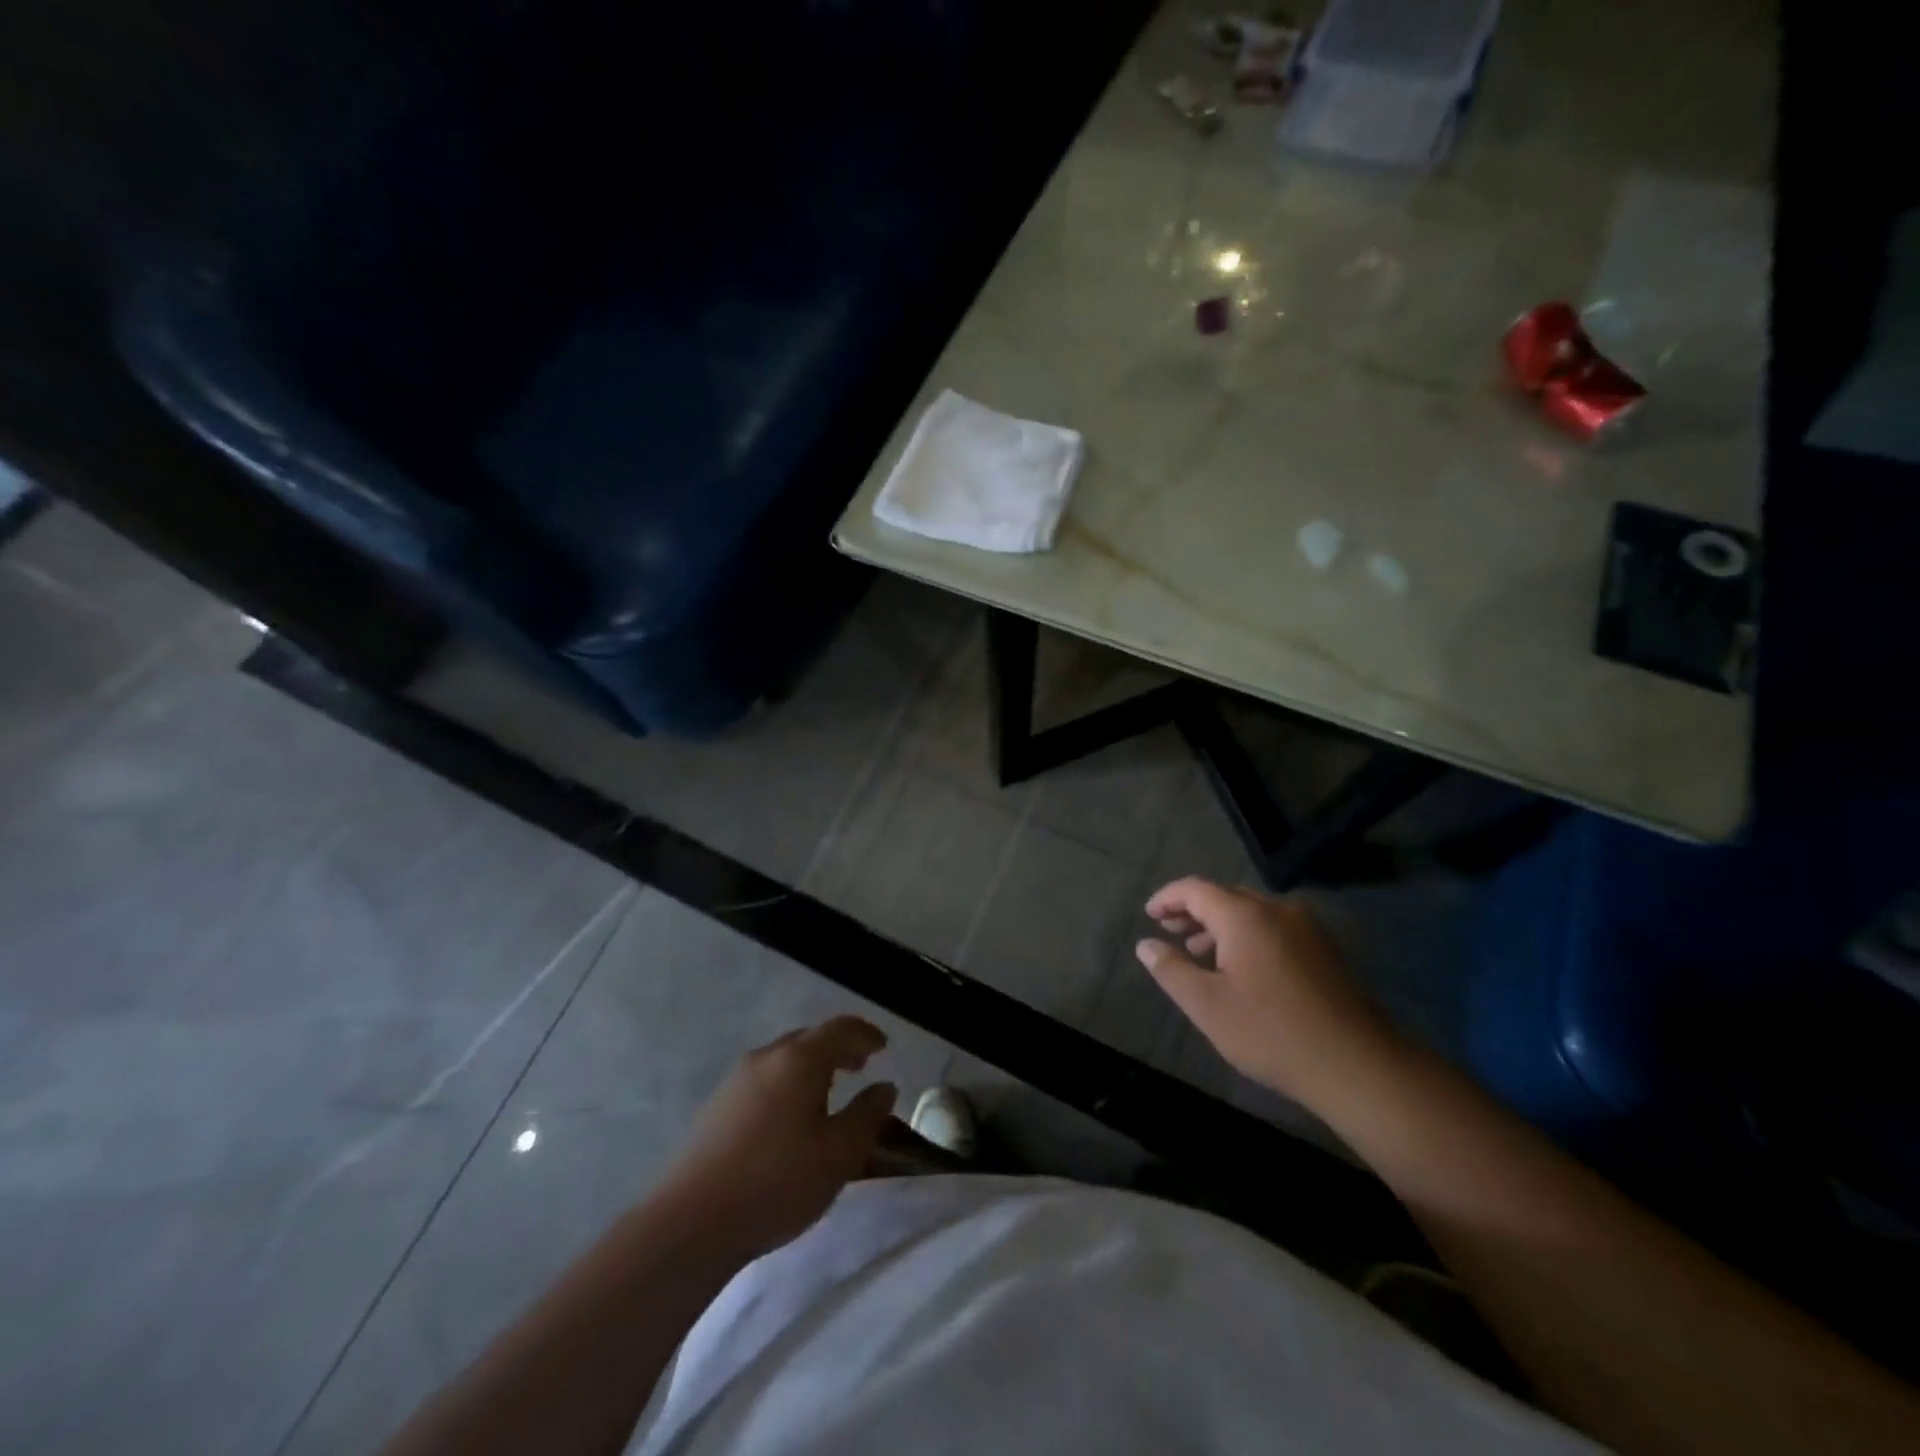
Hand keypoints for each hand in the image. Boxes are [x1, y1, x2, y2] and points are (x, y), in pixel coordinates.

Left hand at [660, 1016, 898, 1260]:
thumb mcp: (839, 1153)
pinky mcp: (717, 1105)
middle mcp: (767, 1057)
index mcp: (800, 1059)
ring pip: (784, 1058)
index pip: (840, 1028)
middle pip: (809, 1038)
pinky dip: (788, 1083)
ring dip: (811, 1066)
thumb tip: (885, 1086)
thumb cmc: (777, 1181)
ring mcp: (737, 1079)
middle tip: (860, 1065)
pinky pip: (764, 1079)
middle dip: (838, 1048)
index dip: (865, 1034)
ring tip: (828, 1092)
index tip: (883, 1046)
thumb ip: (867, 1115)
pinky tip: (789, 1117)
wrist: (691, 1222)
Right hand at [1136, 877, 1402, 1106]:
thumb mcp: (1207, 1005)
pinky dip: (1248, 936)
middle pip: (1225, 896)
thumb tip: (1145, 945)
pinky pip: (1274, 927)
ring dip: (1220, 925)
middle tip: (1170, 932)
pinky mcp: (1324, 949)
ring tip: (1199, 951)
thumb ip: (1171, 970)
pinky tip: (1241, 968)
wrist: (1356, 1064)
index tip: (1149, 915)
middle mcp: (1276, 910)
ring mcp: (1306, 928)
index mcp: (1244, 915)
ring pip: (1252, 913)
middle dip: (1193, 910)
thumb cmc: (1270, 1032)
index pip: (1195, 889)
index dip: (1168, 898)